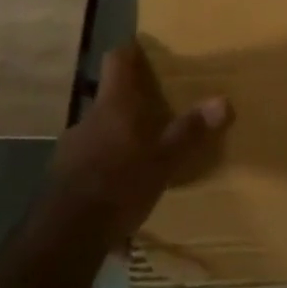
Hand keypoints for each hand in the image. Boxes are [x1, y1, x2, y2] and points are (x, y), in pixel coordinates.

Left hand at [49, 42, 230, 246]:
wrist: (65, 238)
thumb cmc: (119, 184)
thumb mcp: (165, 159)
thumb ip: (191, 130)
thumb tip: (224, 100)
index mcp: (114, 104)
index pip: (118, 59)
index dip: (132, 51)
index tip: (147, 49)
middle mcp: (89, 118)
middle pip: (111, 96)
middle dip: (132, 101)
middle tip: (158, 108)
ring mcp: (70, 148)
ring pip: (100, 129)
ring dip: (118, 135)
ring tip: (141, 151)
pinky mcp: (62, 178)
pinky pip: (89, 159)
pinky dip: (105, 164)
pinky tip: (120, 185)